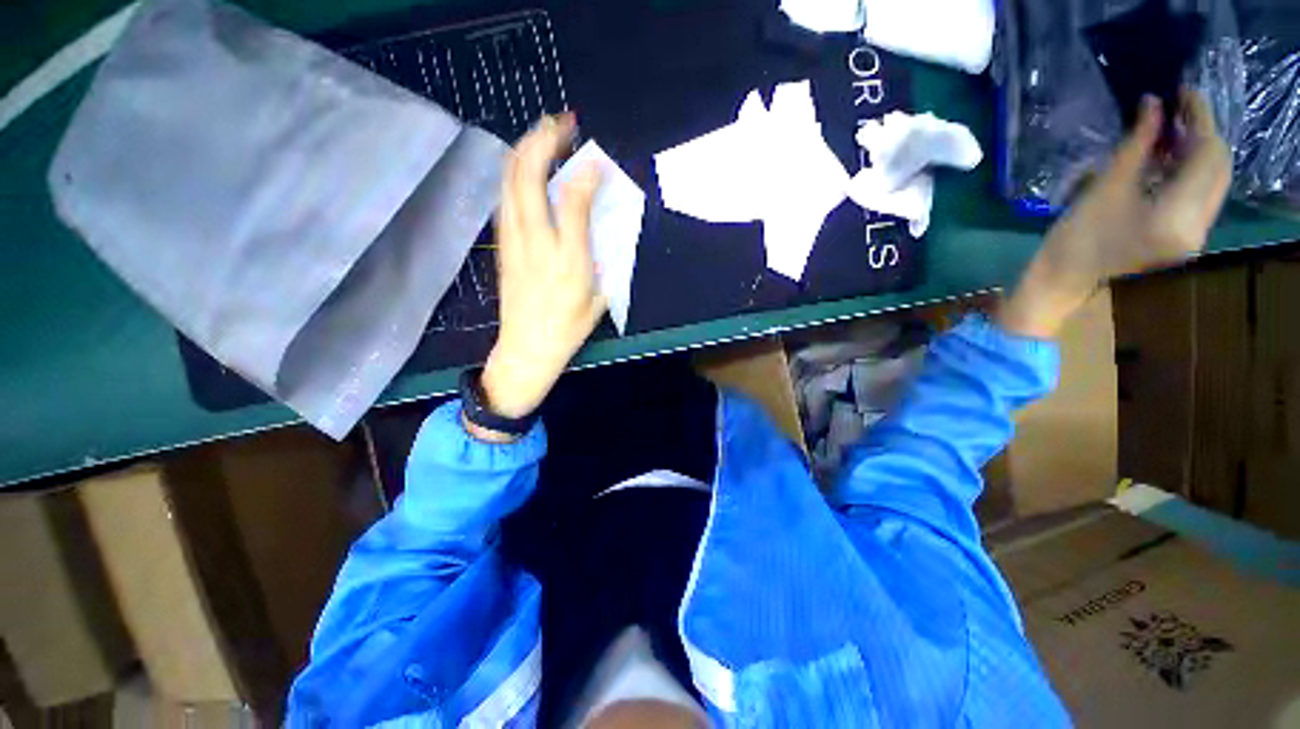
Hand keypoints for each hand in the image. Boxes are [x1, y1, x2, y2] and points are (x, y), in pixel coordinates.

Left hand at [472, 115, 603, 437]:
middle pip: (528, 178)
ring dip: (525, 149)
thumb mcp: (599, 299)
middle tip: (563, 123)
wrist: (526, 348)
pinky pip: (504, 198)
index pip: (573, 201)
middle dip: (544, 140)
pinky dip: (514, 173)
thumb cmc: (568, 328)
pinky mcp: (502, 245)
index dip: (586, 172)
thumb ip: (603, 260)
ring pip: (509, 182)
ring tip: (543, 133)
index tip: (598, 160)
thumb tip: (601, 226)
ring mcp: (513, 242)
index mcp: (568, 261)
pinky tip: (525, 166)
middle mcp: (537, 244)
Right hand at [999, 90, 1231, 337]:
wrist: (1064, 280)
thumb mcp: (1106, 186)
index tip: (1184, 91)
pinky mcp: (1186, 237)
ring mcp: (1195, 235)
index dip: (1200, 118)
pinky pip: (1201, 195)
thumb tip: (1154, 103)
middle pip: (1218, 168)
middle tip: (1179, 107)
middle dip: (1203, 133)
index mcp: (1178, 217)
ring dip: (1197, 151)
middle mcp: (1199, 228)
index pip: (1208, 156)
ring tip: (1172, 129)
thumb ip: (1139, 143)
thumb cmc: (1076, 237)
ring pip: (1213, 181)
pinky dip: (1190, 171)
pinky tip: (1170, 157)